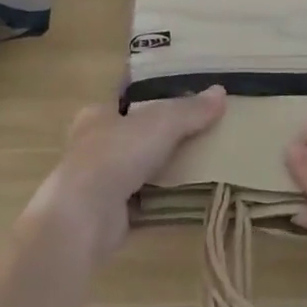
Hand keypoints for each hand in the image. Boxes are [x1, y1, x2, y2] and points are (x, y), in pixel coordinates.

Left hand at [22, 86, 226, 261]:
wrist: (84, 216)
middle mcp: (95, 144)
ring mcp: (101, 180)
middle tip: (201, 128)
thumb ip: (190, 110)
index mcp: (99, 113)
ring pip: (140, 167)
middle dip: (163, 132)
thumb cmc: (115, 154)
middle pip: (135, 132)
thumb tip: (221, 91)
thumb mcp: (160, 122)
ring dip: (164, 167)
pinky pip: (144, 200)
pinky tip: (189, 197)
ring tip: (204, 161)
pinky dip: (163, 199)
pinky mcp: (110, 213)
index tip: (181, 91)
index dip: (151, 91)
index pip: (127, 95)